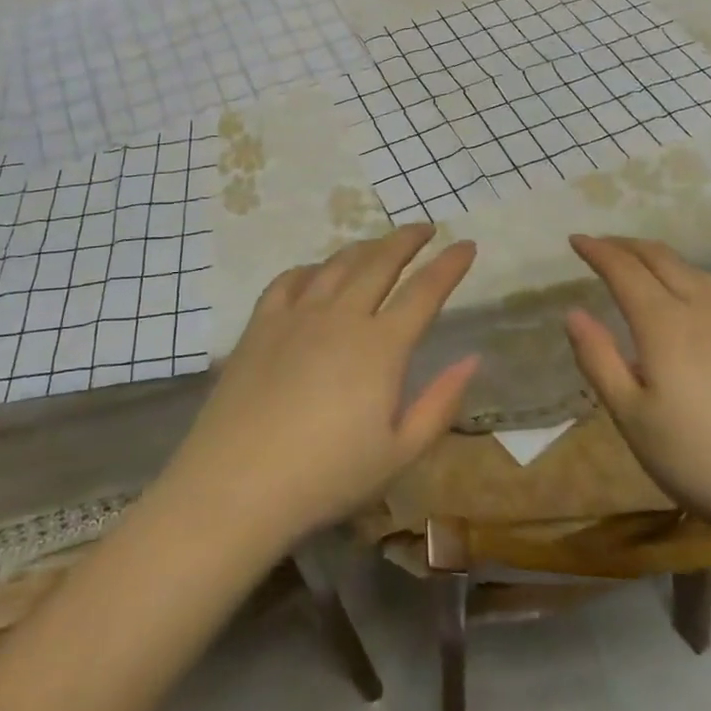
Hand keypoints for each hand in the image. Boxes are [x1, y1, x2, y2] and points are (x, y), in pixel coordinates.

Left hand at [156, 225, 479, 552]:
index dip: (449, 265)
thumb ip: (440, 403)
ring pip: (336, 265)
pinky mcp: (260, 324)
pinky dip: (310, 268)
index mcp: (380, 346)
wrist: (237, 483)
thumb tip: (472, 358)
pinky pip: (289, 280)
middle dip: (407, 240)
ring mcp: (296, 315)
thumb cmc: (327, 478)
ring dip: (364, 247)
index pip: (424, 292)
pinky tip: (315, 272)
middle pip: (379, 263)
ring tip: (379, 244)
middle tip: (425, 228)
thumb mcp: (400, 454)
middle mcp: (340, 316)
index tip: (467, 245)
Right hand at [564, 235, 710, 548]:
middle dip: (628, 246)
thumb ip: (599, 361)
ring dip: (665, 262)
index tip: (576, 239)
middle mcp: (707, 310)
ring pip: (700, 275)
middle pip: (663, 260)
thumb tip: (573, 313)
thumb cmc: (706, 462)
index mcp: (665, 323)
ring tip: (648, 268)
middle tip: (605, 245)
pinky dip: (698, 286)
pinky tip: (704, 311)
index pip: (623, 269)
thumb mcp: (633, 419)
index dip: (597, 250)